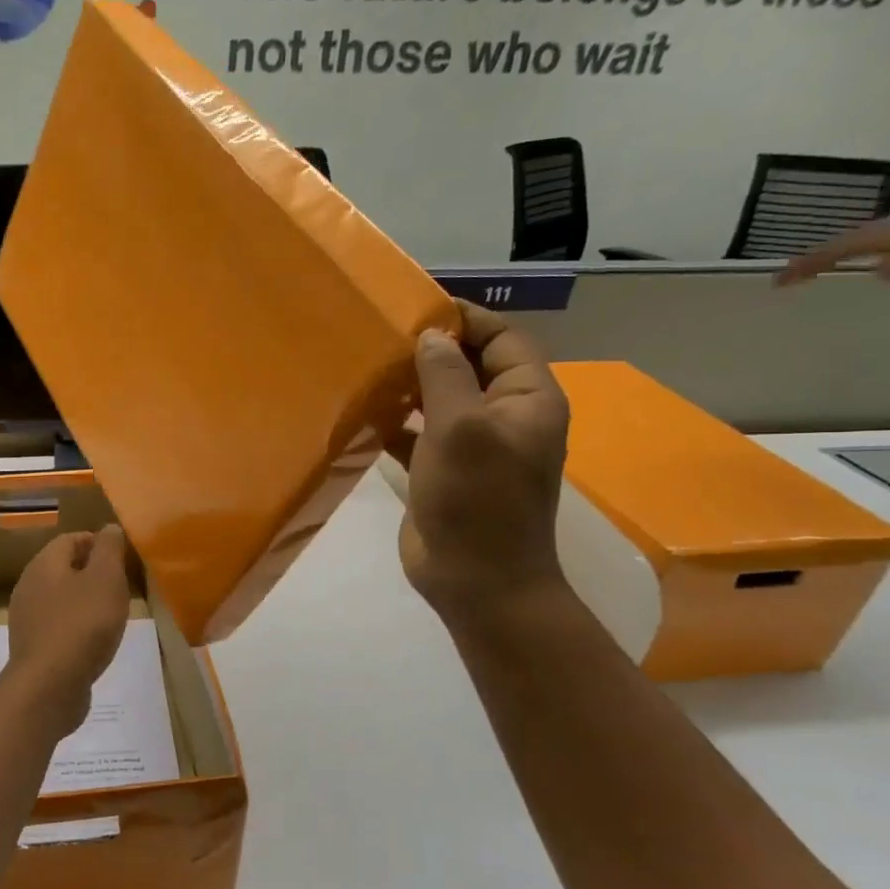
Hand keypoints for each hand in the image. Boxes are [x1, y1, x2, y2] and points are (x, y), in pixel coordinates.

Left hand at [5, 526, 133, 732]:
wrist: (50, 686)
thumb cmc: (83, 624)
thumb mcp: (106, 579)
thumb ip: (109, 550)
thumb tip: (109, 528)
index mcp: (44, 564)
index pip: (70, 539)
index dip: (96, 542)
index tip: (121, 556)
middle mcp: (28, 586)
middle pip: (62, 567)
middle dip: (91, 571)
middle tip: (120, 583)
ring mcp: (26, 618)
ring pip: (59, 597)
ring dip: (83, 600)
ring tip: (110, 612)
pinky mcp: (32, 647)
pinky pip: (57, 625)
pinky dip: (75, 625)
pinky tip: (93, 640)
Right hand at [393, 302, 570, 615]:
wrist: (476, 580)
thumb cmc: (477, 499)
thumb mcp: (461, 427)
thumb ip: (445, 375)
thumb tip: (431, 335)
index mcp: (527, 400)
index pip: (503, 339)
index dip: (466, 319)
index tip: (418, 307)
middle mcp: (505, 418)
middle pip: (470, 367)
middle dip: (431, 350)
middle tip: (382, 335)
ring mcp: (473, 448)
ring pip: (441, 400)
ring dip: (409, 385)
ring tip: (366, 367)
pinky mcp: (443, 472)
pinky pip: (419, 434)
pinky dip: (395, 422)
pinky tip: (362, 412)